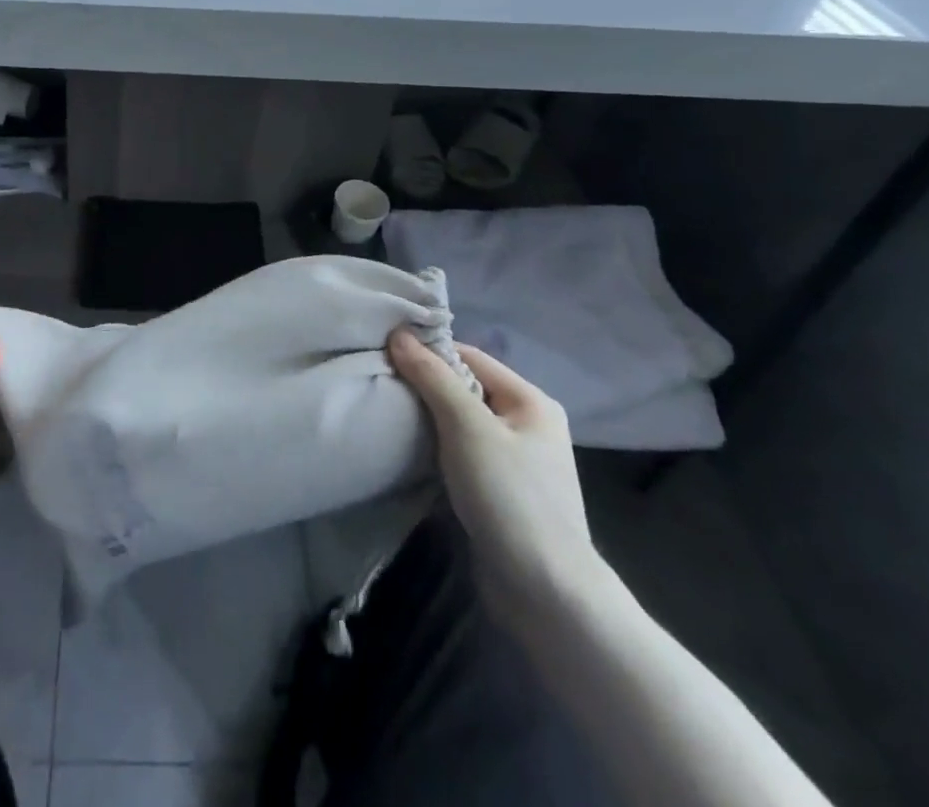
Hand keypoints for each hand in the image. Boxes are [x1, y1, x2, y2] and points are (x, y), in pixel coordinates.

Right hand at [386, 328, 603, 616]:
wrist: (546, 594)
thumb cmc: (510, 498)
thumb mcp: (467, 427)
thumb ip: (433, 378)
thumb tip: (399, 333)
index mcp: (532, 401)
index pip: (470, 357)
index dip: (429, 353)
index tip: (386, 354)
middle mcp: (528, 425)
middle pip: (465, 389)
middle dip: (425, 386)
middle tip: (383, 384)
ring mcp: (517, 462)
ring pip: (461, 423)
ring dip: (428, 419)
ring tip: (390, 415)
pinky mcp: (502, 493)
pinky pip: (462, 453)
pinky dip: (437, 448)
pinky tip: (410, 451)